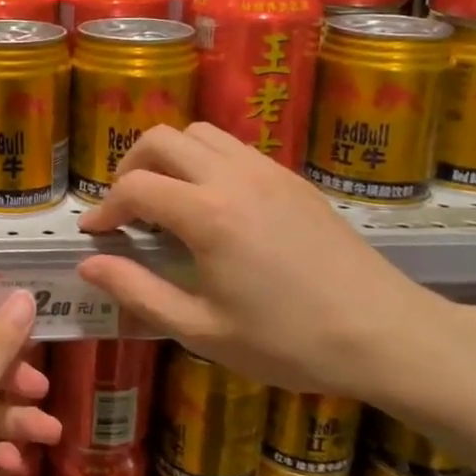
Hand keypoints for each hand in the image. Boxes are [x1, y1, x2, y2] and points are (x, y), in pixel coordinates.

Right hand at [75, 123, 454, 405]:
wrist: (386, 335)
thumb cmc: (289, 342)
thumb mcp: (203, 330)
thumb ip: (138, 292)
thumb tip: (88, 265)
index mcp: (208, 215)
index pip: (135, 187)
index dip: (105, 208)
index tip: (94, 234)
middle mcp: (233, 177)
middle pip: (161, 139)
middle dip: (130, 166)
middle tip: (126, 209)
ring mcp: (267, 171)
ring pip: (200, 133)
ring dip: (169, 156)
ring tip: (166, 199)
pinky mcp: (292, 178)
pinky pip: (234, 147)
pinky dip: (205, 160)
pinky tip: (212, 205)